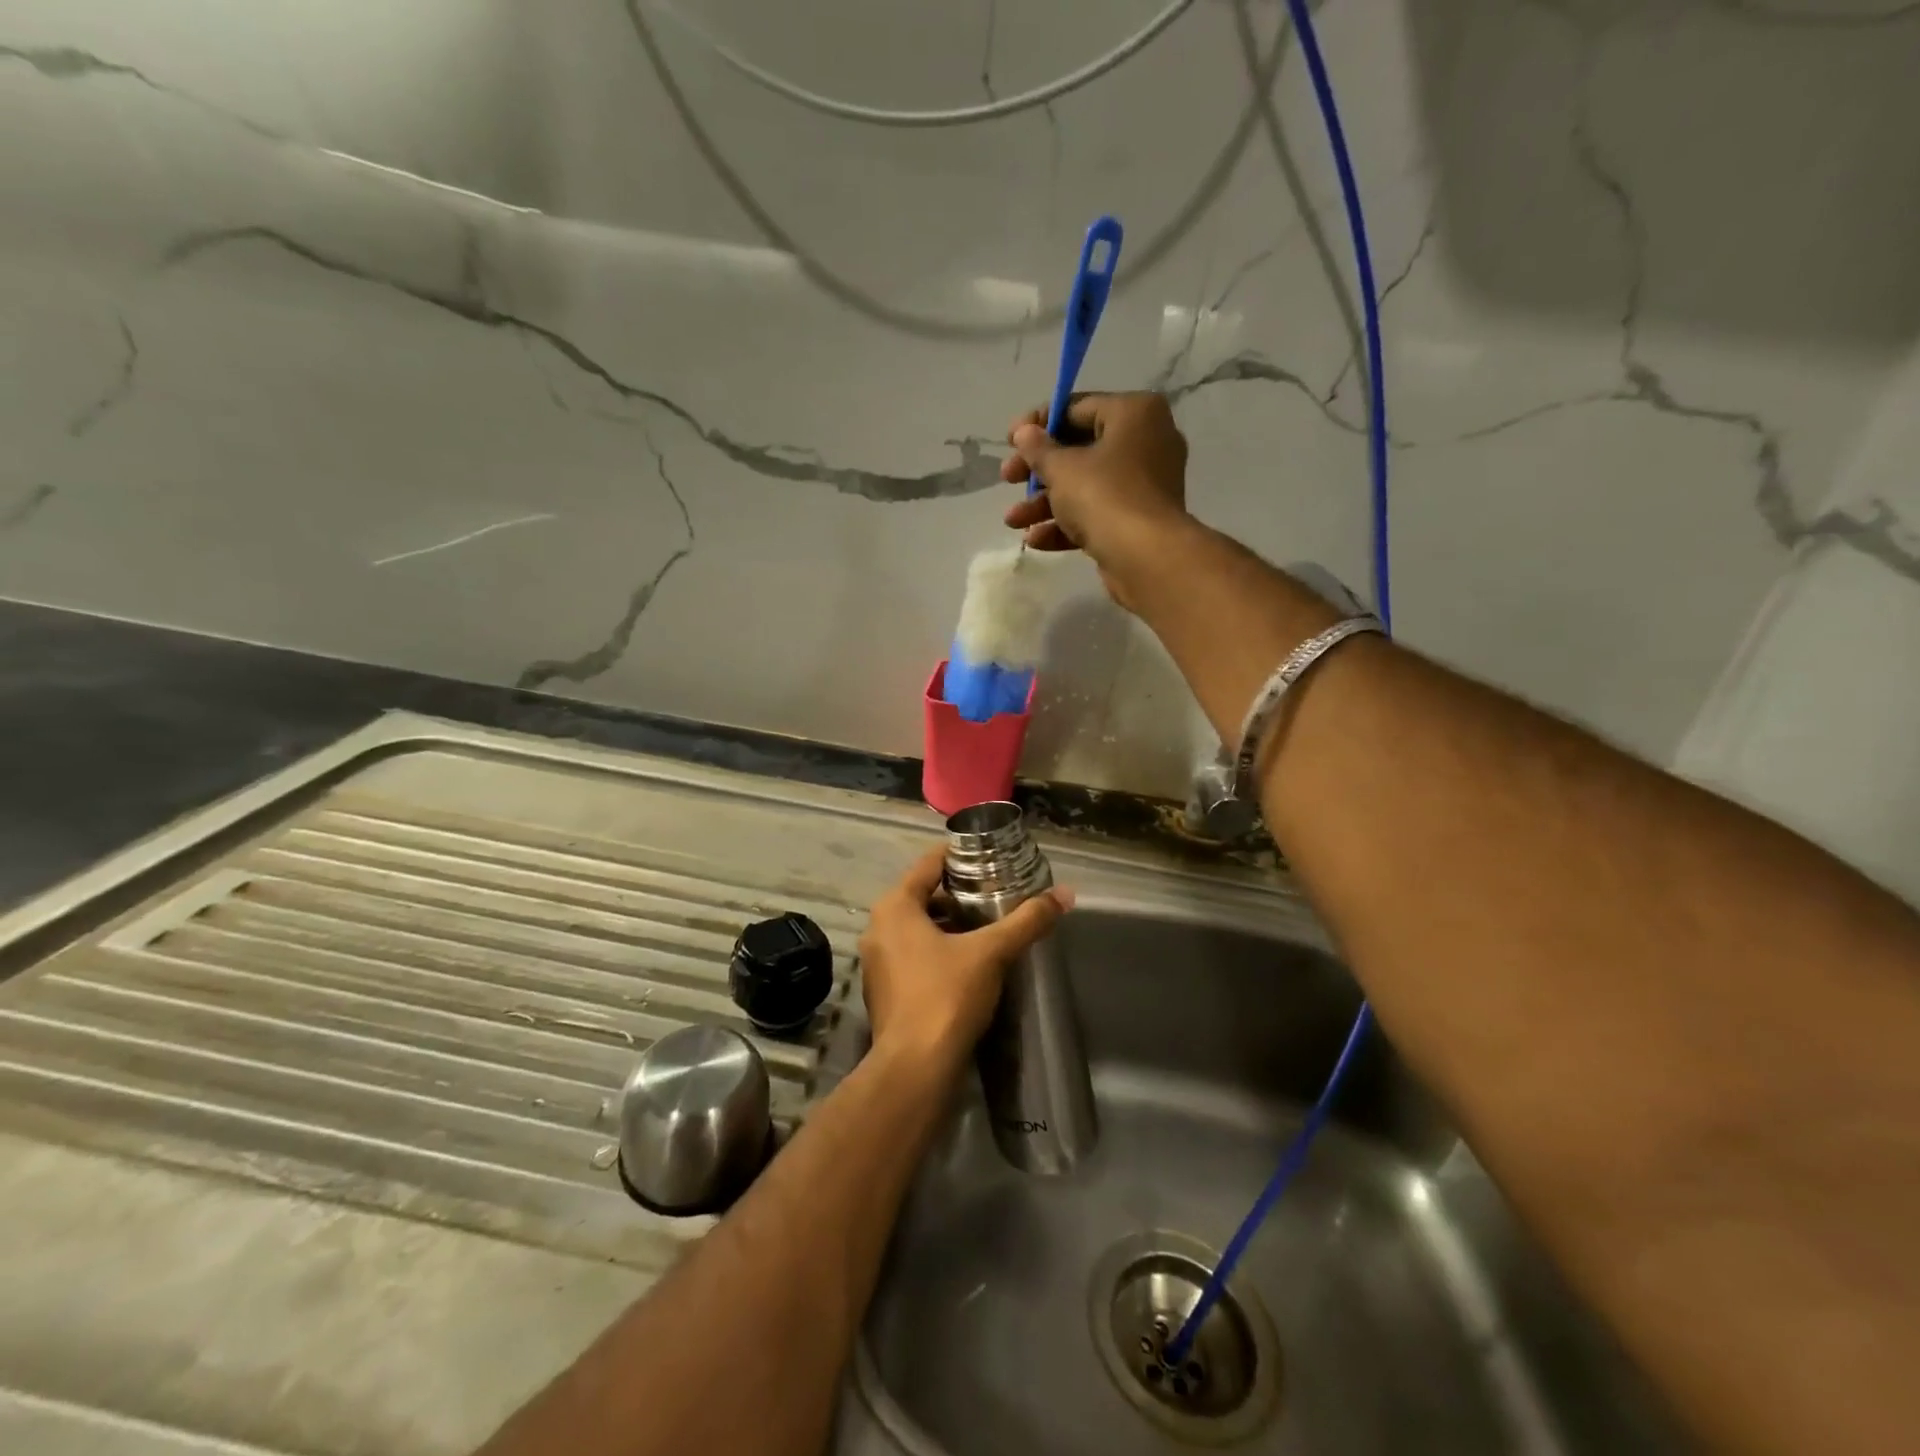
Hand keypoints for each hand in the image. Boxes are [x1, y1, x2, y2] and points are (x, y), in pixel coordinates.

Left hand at [858, 847, 1073, 1068]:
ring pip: (918, 927)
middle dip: (959, 894)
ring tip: (989, 926)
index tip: (991, 857)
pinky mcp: (884, 991)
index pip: (928, 864)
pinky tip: (969, 962)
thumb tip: (1065, 894)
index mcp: (894, 906)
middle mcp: (878, 927)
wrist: (916, 1068)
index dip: (961, 857)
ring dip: (950, 924)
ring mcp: (878, 961)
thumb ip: (1027, 921)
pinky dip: (938, 950)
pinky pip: (913, 955)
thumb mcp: (992, 952)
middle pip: (923, 895)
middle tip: (997, 893)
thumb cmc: (946, 996)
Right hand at [999, 392, 1190, 609]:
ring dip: (1044, 504)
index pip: (1078, 407)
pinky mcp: (1138, 520)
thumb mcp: (1062, 468)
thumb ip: (1038, 448)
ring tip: (1012, 522)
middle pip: (1080, 450)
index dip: (1039, 423)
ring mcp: (1144, 485)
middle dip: (1038, 470)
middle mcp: (1146, 442)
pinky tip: (1036, 540)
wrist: (1146, 557)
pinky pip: (1098, 514)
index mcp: (1134, 413)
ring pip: (1086, 486)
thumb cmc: (1104, 496)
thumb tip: (1024, 432)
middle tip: (1007, 479)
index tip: (1010, 440)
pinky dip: (1068, 524)